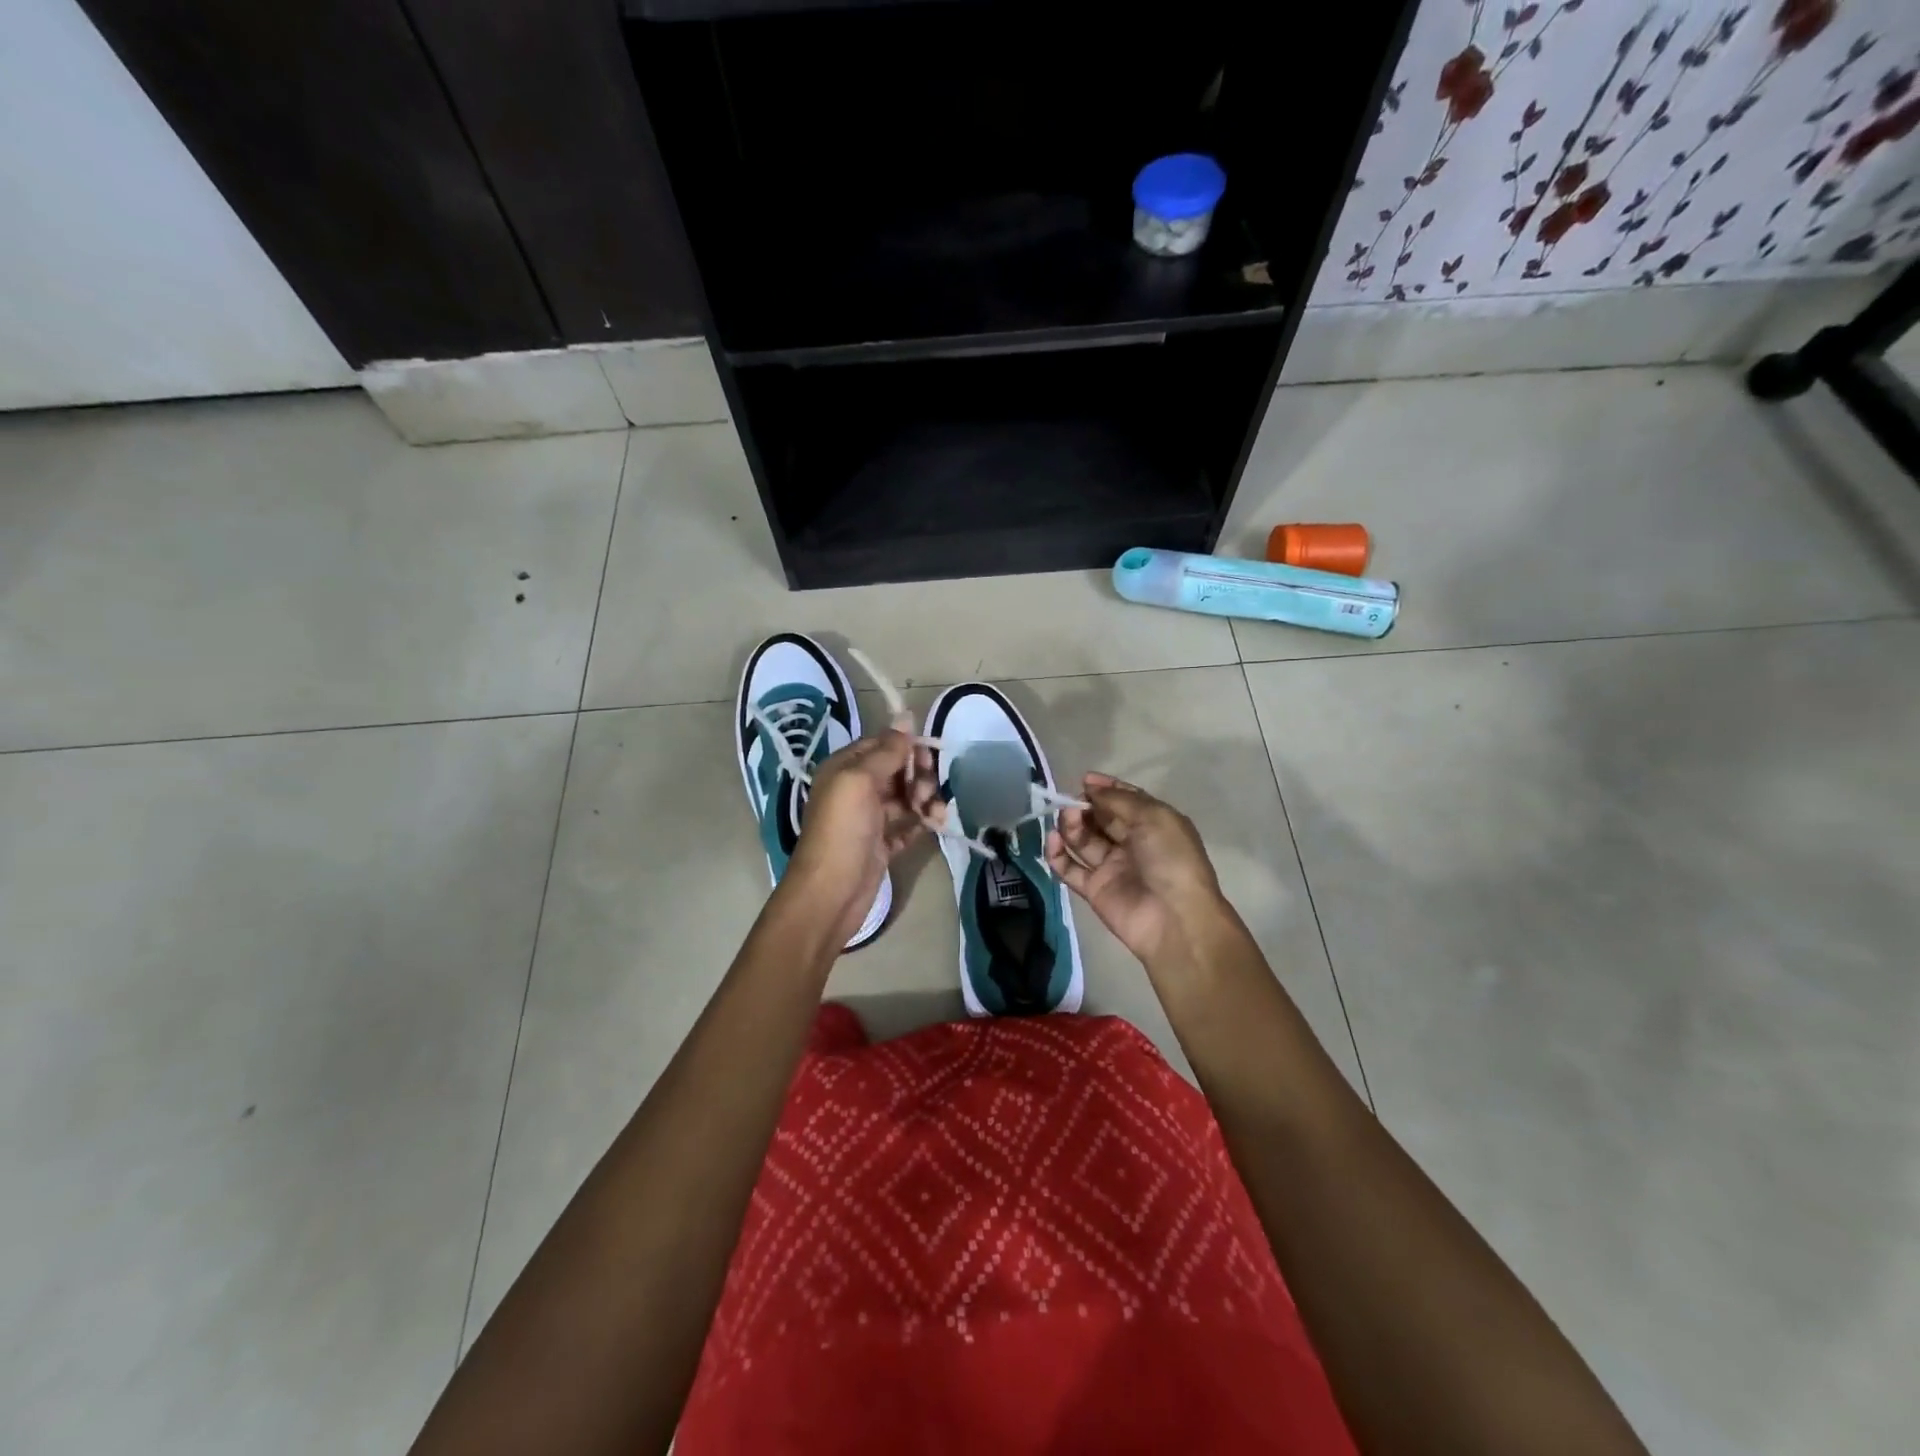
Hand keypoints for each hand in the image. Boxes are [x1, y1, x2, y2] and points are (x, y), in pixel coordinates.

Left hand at [783, 730, 937, 941]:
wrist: (831, 893)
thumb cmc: (842, 831)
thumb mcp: (860, 781)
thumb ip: (886, 750)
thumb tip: (905, 716)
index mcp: (845, 768)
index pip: (883, 745)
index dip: (908, 748)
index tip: (928, 758)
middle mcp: (856, 789)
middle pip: (899, 770)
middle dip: (919, 776)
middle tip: (925, 794)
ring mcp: (870, 818)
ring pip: (907, 796)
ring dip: (926, 800)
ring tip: (934, 815)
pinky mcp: (882, 844)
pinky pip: (909, 824)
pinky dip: (923, 822)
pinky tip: (934, 826)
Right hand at [1046, 774, 1228, 964]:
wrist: (1174, 918)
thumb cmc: (1170, 859)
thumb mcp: (1153, 817)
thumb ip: (1119, 799)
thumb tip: (1090, 785)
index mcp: (1153, 824)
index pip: (1125, 800)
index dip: (1105, 788)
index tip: (1084, 780)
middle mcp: (1132, 843)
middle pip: (1100, 818)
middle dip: (1084, 807)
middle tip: (1072, 803)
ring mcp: (1111, 867)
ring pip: (1083, 840)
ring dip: (1071, 826)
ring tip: (1067, 819)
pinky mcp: (1094, 889)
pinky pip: (1070, 868)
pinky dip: (1057, 854)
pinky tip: (1053, 841)